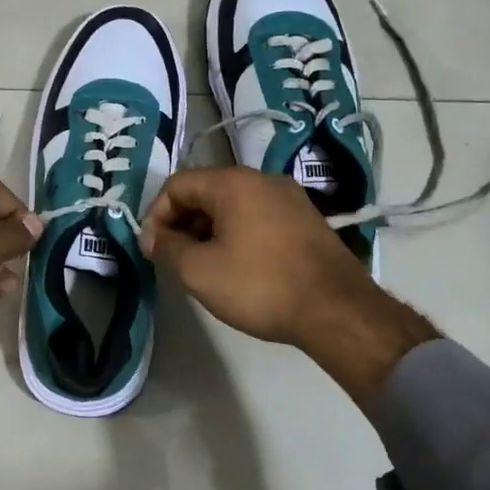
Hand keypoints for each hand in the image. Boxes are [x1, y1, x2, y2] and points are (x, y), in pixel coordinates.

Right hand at [140, 167, 438, 400]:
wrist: (338, 310)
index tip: (152, 250)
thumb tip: (153, 237)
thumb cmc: (260, 285)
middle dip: (182, 223)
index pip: (177, 185)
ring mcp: (289, 198)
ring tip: (203, 266)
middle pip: (205, 191)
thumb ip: (168, 248)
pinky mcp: (306, 220)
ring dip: (208, 230)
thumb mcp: (199, 271)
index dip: (156, 215)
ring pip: (232, 205)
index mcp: (233, 182)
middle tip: (173, 259)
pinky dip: (236, 234)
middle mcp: (261, 179)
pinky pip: (257, 217)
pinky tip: (237, 266)